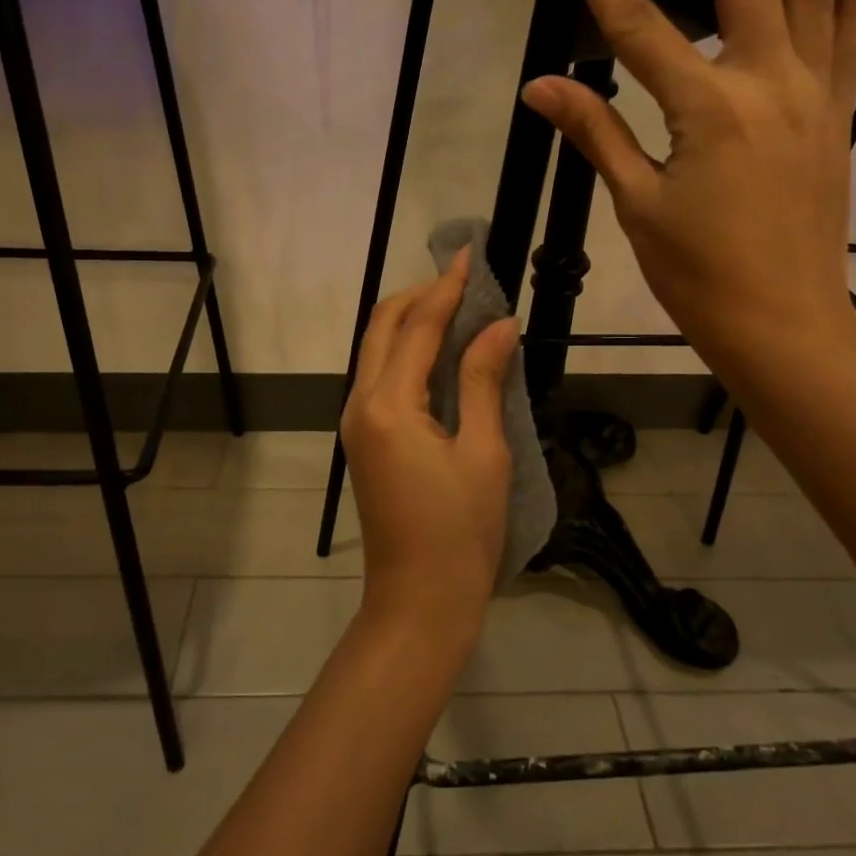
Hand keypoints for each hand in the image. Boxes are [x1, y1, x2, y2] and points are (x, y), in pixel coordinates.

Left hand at [341, 249, 519, 644]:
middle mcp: (361, 404)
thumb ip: (483, 381)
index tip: (468, 255)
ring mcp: (356, 423)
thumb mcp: (484, 451)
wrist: (419, 599)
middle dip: (419, 297)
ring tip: (457, 310)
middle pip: (383, 328)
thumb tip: (499, 325)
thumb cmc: (461, 530)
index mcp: (388, 404)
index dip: (446, 288)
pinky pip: (380, 377)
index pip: (417, 326)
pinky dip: (406, 353)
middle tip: (463, 283)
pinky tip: (440, 355)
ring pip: (376, 350)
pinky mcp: (363, 440)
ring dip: (410, 323)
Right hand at [521, 0, 855, 394]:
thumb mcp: (637, 207)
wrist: (784, 324)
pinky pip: (850, 42)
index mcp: (707, 109)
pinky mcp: (835, 118)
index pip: (640, 22)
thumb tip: (540, 86)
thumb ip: (597, 134)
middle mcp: (767, 83)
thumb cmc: (699, 276)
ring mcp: (811, 96)